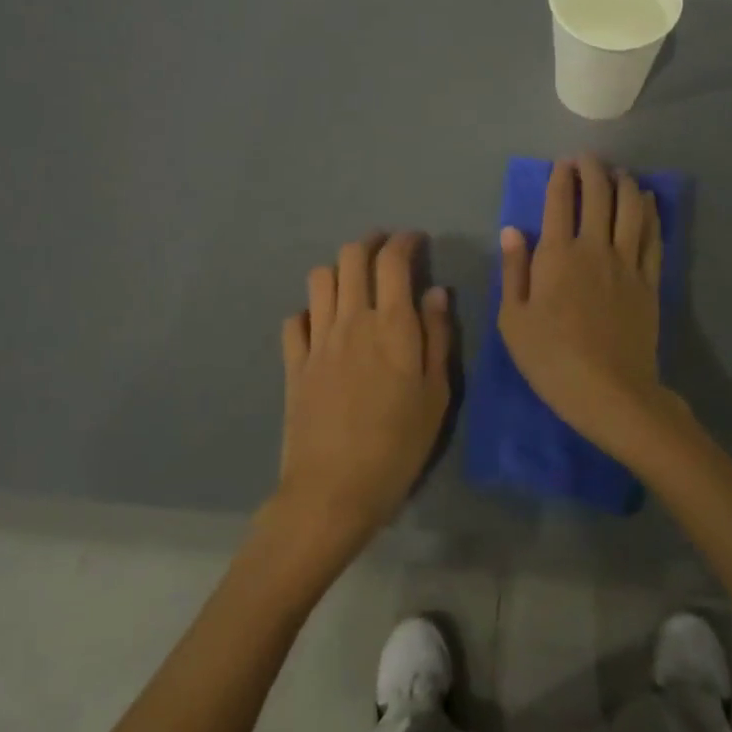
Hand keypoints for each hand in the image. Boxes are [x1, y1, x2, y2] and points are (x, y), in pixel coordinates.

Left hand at [274, 231, 451, 565]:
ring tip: (355, 283)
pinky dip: (310, 311)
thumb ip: (437, 337)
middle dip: (370, 243)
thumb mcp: (436, 395)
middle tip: (386, 253)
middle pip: (351, 257)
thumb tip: (436, 292)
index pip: (393, 260)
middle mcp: (351, 320)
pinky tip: (322, 325)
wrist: (333, 491)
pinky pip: (295, 320)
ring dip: (339, 270)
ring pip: (320, 279)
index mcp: (391, 325)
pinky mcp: (294, 363)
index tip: (416, 241)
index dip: (404, 241)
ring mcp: (317, 340)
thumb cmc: (398, 446)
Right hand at [498, 157, 677, 462]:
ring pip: (631, 208)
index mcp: (557, 255)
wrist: (610, 391)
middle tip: (588, 159)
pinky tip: (649, 200)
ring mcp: (627, 262)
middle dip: (593, 170)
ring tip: (619, 172)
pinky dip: (651, 212)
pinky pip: (653, 235)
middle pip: (599, 195)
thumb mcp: (513, 320)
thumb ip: (514, 270)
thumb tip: (513, 230)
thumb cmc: (551, 359)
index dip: (561, 177)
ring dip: (625, 183)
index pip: (560, 201)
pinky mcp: (650, 280)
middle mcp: (595, 247)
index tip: (563, 164)